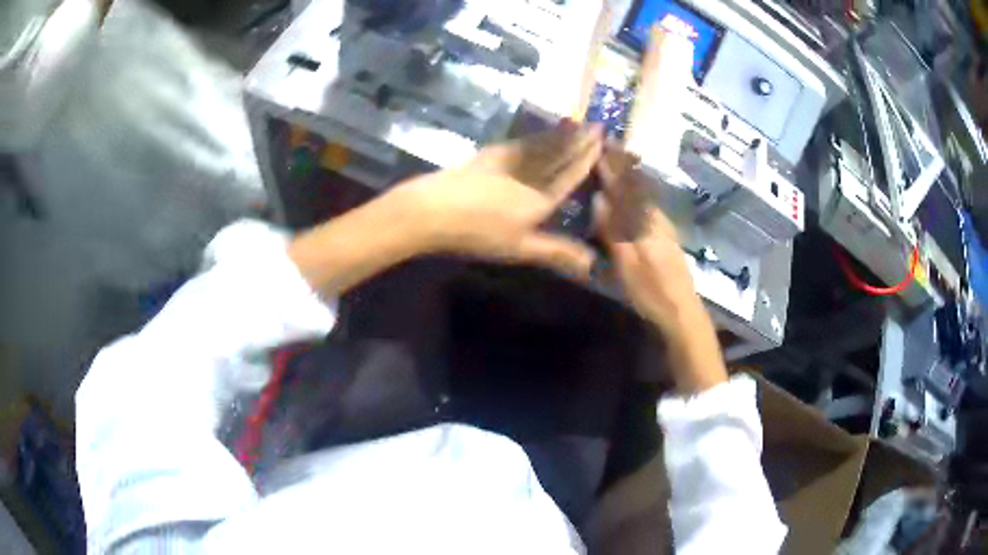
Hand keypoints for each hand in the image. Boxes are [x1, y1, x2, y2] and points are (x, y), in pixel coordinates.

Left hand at [403, 123, 603, 276]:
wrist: (433, 209)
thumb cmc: (478, 233)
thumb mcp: (520, 249)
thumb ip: (557, 252)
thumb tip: (592, 264)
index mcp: (541, 197)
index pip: (570, 174)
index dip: (587, 158)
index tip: (602, 141)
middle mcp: (529, 174)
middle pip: (559, 154)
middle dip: (579, 140)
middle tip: (597, 124)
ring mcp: (506, 162)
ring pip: (541, 145)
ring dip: (560, 134)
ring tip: (575, 124)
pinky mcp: (487, 156)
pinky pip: (519, 143)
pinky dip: (533, 137)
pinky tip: (534, 136)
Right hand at [595, 146, 726, 391]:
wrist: (682, 312)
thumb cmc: (651, 291)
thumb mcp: (627, 264)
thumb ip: (613, 230)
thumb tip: (599, 198)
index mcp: (644, 222)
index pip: (625, 186)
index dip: (612, 166)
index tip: (600, 145)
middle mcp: (656, 218)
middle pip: (638, 185)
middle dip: (624, 165)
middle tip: (611, 145)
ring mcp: (664, 228)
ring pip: (646, 194)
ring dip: (633, 176)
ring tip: (622, 160)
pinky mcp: (667, 238)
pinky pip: (650, 205)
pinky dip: (641, 192)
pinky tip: (639, 192)